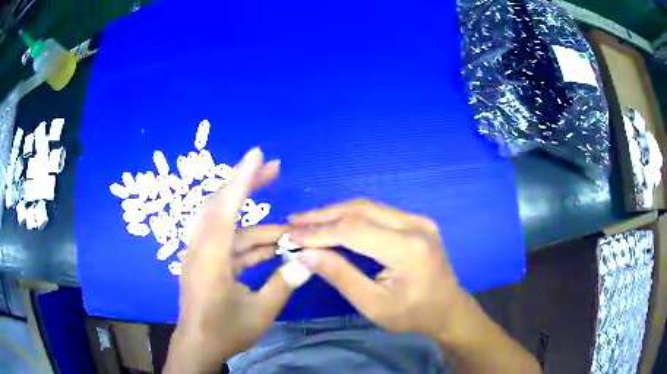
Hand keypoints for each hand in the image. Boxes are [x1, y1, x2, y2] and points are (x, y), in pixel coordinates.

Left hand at [165, 148, 304, 373]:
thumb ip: (284, 284)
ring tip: (288, 225)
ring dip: (256, 221)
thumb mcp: (259, 313)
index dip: (242, 179)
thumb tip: (312, 261)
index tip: (258, 154)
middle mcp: (201, 248)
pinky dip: (251, 242)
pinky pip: (230, 243)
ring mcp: (202, 254)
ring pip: (228, 225)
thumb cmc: (224, 332)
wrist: (197, 347)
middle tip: (275, 169)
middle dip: (247, 185)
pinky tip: (274, 247)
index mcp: (210, 258)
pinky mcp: (206, 262)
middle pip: (222, 205)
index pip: (225, 208)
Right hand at [288, 199, 466, 339]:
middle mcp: (414, 225)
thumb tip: (305, 254)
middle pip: (360, 210)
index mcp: (407, 248)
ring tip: (306, 222)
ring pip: (368, 207)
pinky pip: (378, 212)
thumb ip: (340, 276)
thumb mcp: (373, 305)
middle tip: (293, 223)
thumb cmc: (413, 315)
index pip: (353, 230)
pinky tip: (334, 223)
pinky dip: (351, 217)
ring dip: (335, 213)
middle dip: (323, 216)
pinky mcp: (417, 222)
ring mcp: (418, 220)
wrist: (448, 310)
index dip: (318, 232)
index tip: (290, 236)